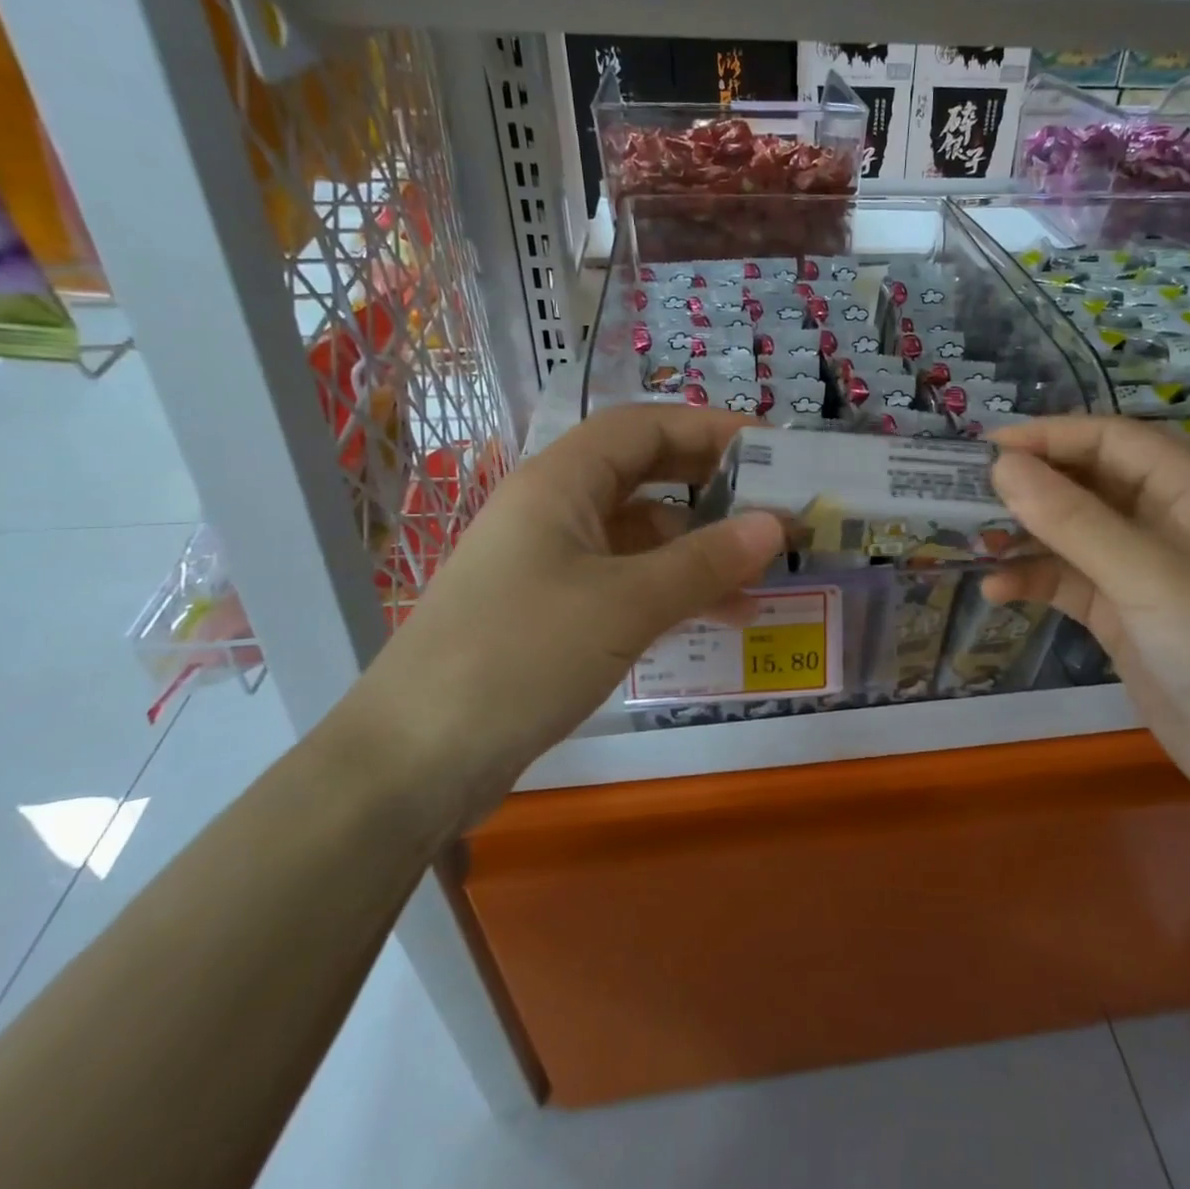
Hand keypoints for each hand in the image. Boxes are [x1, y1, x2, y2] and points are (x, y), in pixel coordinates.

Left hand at [361, 406, 785, 822]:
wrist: (413, 762)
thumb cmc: (520, 656)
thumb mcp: (625, 604)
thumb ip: (705, 561)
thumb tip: (776, 526)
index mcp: (561, 481)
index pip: (646, 426)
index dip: (711, 428)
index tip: (774, 450)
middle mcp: (555, 508)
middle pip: (645, 473)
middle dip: (712, 486)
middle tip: (775, 505)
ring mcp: (551, 561)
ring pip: (640, 534)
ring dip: (699, 547)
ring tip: (763, 574)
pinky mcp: (552, 610)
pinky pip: (627, 580)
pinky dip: (673, 588)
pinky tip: (718, 615)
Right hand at [986, 416, 1189, 826]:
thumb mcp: (1146, 575)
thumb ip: (1071, 518)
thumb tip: (1001, 466)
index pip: (1111, 440)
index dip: (1049, 436)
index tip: (986, 447)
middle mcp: (1168, 519)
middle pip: (1088, 482)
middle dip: (1031, 485)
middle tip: (966, 491)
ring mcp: (1145, 569)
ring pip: (1073, 532)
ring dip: (1025, 535)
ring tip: (973, 541)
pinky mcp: (1126, 613)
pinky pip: (1070, 580)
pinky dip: (1034, 580)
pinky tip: (996, 590)